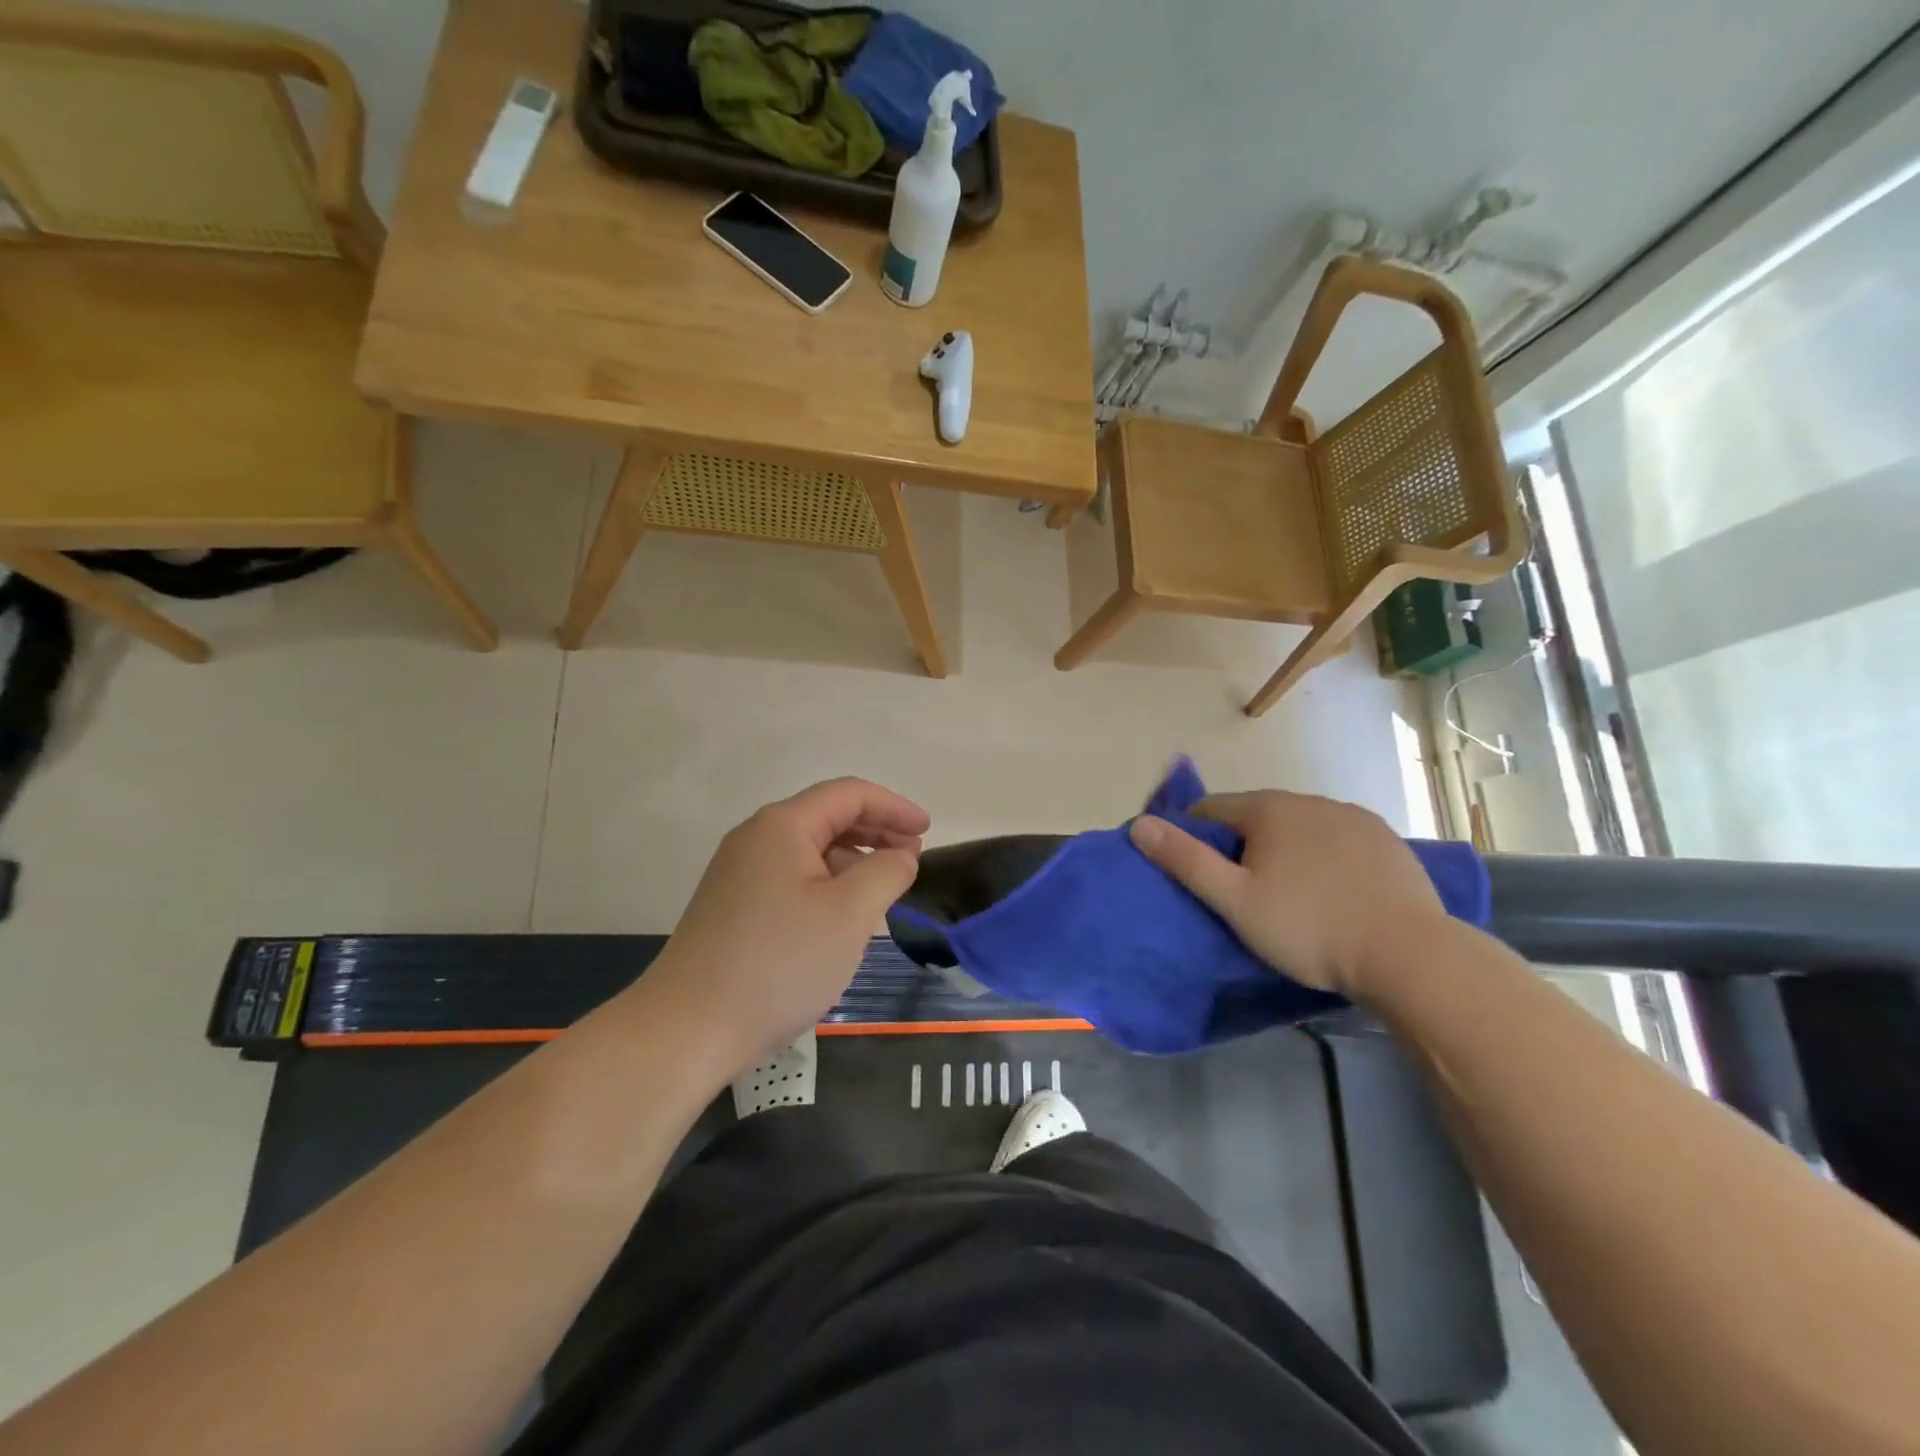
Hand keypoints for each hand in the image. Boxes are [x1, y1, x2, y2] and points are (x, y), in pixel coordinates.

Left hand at [643, 778, 928, 1074]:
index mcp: (782, 826)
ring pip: (809, 850)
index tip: (928, 832)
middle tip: (911, 861)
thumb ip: (887, 871)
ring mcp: (739, 874)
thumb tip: (900, 855)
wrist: (687, 1030)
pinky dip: (827, 884)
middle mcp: (756, 839)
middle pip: (827, 817)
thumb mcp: (849, 913)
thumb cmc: (779, 963)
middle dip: (875, 832)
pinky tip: (842, 917)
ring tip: (883, 891)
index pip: (849, 794)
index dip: (894, 807)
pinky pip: (792, 878)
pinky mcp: (733, 907)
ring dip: (852, 860)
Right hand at [1130, 790, 1444, 998]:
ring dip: (1285, 849)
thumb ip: (1185, 859)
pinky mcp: (1387, 839)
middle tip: (1246, 894)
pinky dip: (1325, 856)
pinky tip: (1335, 891)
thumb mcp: (1235, 900)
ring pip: (1299, 826)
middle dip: (1242, 845)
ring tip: (1292, 897)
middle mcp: (1310, 799)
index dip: (1195, 837)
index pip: (1211, 809)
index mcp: (1269, 809)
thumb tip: (1139, 823)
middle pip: (1256, 816)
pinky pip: (1338, 839)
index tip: (1200, 875)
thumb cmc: (1308, 928)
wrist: (1410, 955)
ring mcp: (1353, 817)